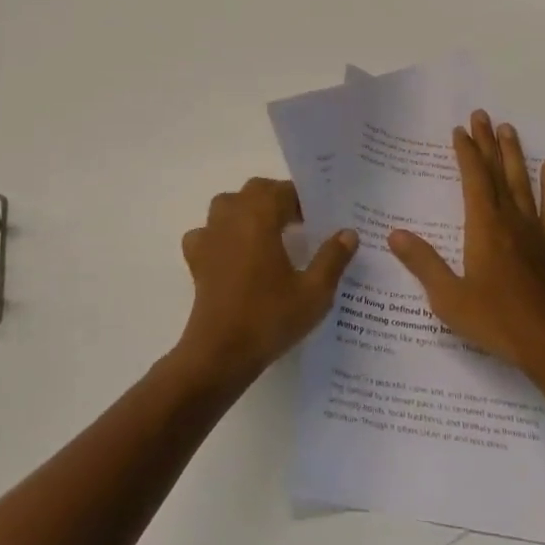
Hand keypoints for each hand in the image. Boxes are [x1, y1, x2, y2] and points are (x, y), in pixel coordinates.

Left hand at [175, 178, 357, 383]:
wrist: (220, 353)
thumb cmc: (269, 318)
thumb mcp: (314, 292)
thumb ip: (332, 258)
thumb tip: (348, 233)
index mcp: (260, 216)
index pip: (284, 191)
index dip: (303, 200)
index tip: (318, 218)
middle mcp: (232, 216)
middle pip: (255, 190)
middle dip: (277, 199)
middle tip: (300, 222)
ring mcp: (209, 235)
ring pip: (228, 204)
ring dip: (248, 210)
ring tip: (268, 233)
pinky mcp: (196, 258)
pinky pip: (207, 232)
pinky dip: (221, 234)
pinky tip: (234, 254)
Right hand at [388, 110, 544, 377]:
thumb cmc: (498, 322)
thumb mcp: (450, 298)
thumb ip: (423, 263)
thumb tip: (394, 234)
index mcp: (484, 227)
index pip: (473, 179)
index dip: (466, 153)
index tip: (460, 130)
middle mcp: (510, 220)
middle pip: (497, 173)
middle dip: (487, 143)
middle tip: (482, 115)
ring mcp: (535, 232)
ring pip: (523, 184)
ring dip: (515, 155)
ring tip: (509, 128)